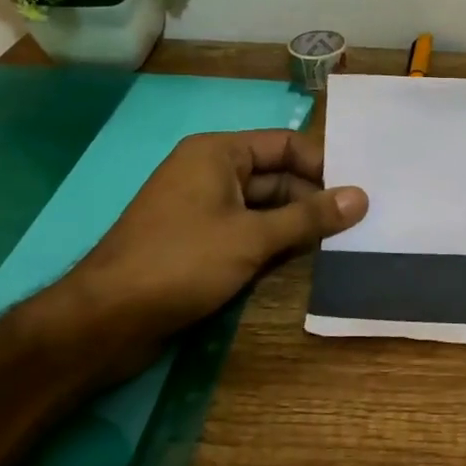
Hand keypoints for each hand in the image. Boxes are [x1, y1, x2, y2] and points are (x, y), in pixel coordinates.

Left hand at [44, 129, 367, 369]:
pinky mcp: (198, 242)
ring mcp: (202, 209)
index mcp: (218, 153)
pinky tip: (304, 260)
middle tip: (358, 222)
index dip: (322, 164)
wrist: (104, 321)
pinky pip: (247, 231)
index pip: (284, 145)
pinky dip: (273, 242)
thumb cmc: (180, 262)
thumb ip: (309, 217)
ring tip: (342, 242)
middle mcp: (210, 172)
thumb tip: (361, 197)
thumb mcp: (252, 238)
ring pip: (264, 207)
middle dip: (313, 198)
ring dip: (296, 224)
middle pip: (276, 176)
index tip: (357, 191)